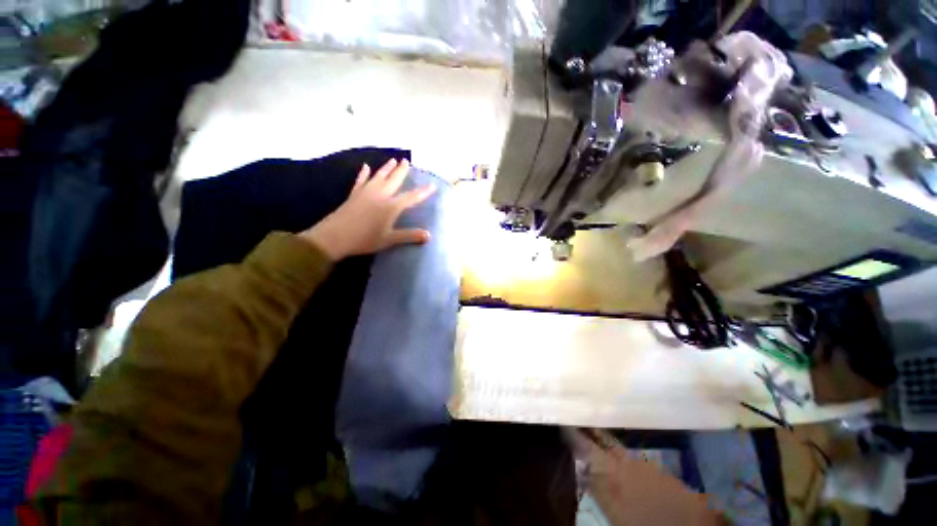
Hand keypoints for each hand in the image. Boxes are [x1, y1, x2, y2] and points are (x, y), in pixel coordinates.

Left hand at [299, 159, 434, 260]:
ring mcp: (366, 193)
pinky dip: (364, 174)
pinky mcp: (354, 195)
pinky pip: (361, 181)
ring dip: (386, 168)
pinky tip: (366, 167)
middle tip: (407, 161)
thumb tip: (429, 235)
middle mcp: (380, 195)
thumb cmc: (364, 239)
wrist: (334, 237)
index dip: (423, 192)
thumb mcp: (389, 240)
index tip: (432, 185)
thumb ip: (409, 236)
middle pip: (394, 180)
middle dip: (402, 171)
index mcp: (391, 207)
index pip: (411, 197)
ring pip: (379, 177)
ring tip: (393, 160)